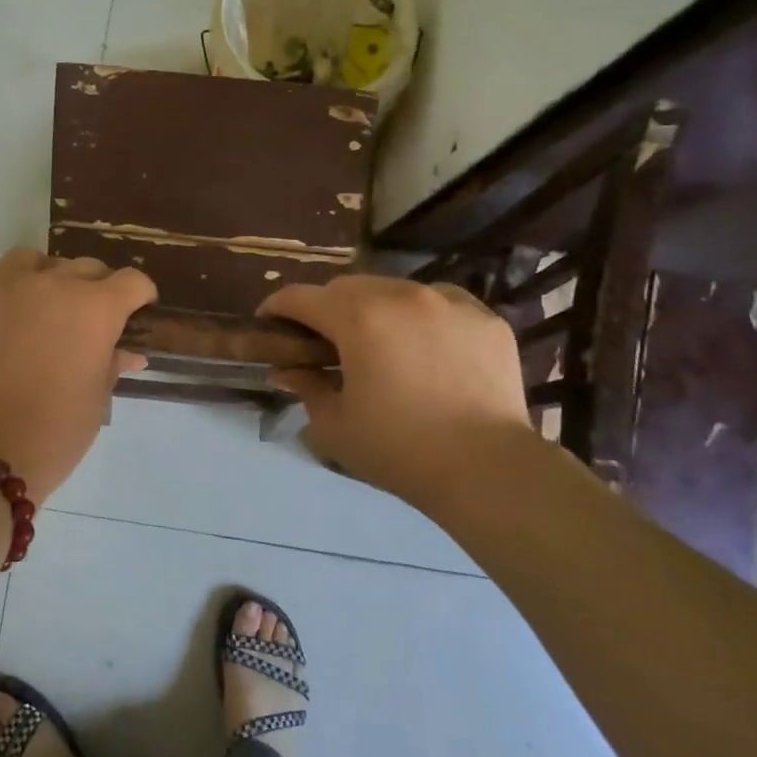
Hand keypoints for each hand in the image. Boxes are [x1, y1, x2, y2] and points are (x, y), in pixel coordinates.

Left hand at [0, 244, 155, 501]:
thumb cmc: (56, 433)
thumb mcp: (96, 401)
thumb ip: (112, 365)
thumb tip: (130, 353)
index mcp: (94, 307)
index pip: (130, 281)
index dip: (139, 295)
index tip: (137, 310)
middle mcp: (49, 284)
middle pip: (83, 267)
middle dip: (95, 287)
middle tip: (88, 320)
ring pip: (27, 259)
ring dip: (41, 273)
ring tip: (39, 299)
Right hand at [258, 275, 538, 511]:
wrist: (488, 469)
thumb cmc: (400, 450)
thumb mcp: (335, 425)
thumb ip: (305, 388)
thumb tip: (286, 370)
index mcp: (358, 318)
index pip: (301, 297)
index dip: (277, 307)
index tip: (269, 323)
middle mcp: (401, 295)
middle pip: (348, 286)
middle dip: (327, 307)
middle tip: (324, 340)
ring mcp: (448, 301)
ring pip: (395, 289)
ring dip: (375, 308)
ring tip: (379, 342)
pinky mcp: (485, 317)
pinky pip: (440, 303)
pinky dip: (422, 317)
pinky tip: (426, 347)